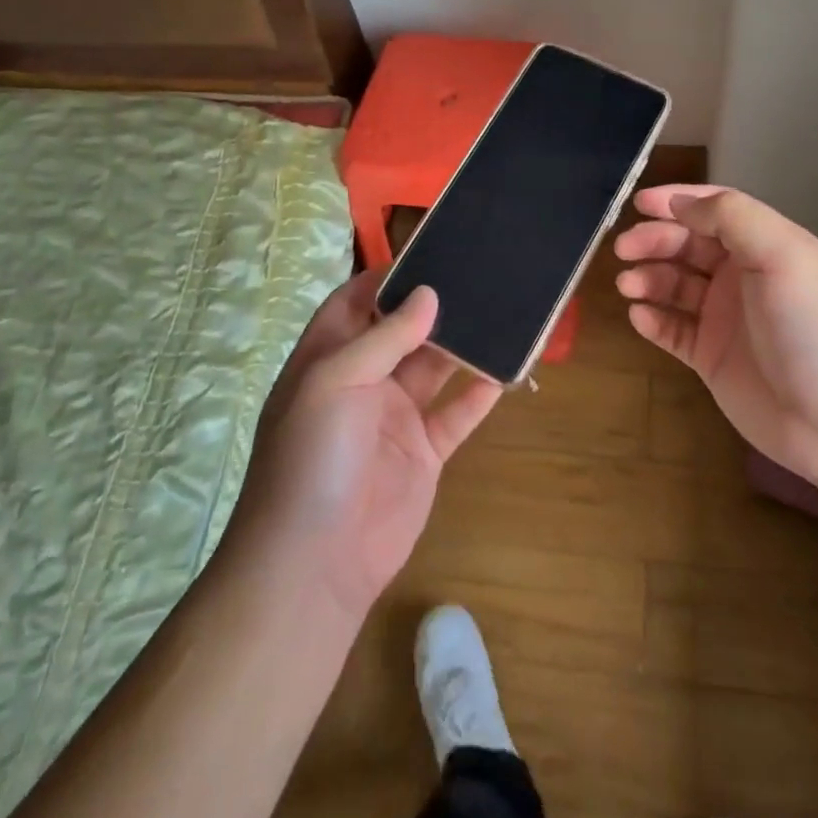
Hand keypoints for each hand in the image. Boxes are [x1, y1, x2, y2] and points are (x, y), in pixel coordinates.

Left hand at [232, 272, 500, 614]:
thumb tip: (428, 293)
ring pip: (435, 368)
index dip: (388, 277)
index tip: (432, 254)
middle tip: (480, 274)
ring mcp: (395, 417)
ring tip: (501, 310)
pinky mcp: (424, 451)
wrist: (315, 563)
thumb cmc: (311, 457)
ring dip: (463, 344)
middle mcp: (363, 381)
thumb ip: (384, 337)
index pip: (356, 301)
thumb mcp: (335, 382)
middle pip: (403, 330)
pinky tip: (507, 370)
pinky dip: (480, 393)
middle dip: (435, 305)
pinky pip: (457, 413)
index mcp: (329, 358)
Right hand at [614, 185, 817, 483]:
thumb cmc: (816, 327)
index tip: (639, 202)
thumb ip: (733, 218)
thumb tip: (681, 203)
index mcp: (766, 246)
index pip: (715, 210)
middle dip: (654, 240)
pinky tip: (639, 316)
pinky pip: (672, 329)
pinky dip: (652, 319)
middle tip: (624, 249)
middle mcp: (743, 276)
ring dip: (648, 278)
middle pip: (688, 244)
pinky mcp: (711, 357)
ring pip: (674, 285)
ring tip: (628, 286)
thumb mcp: (783, 256)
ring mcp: (725, 318)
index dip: (678, 201)